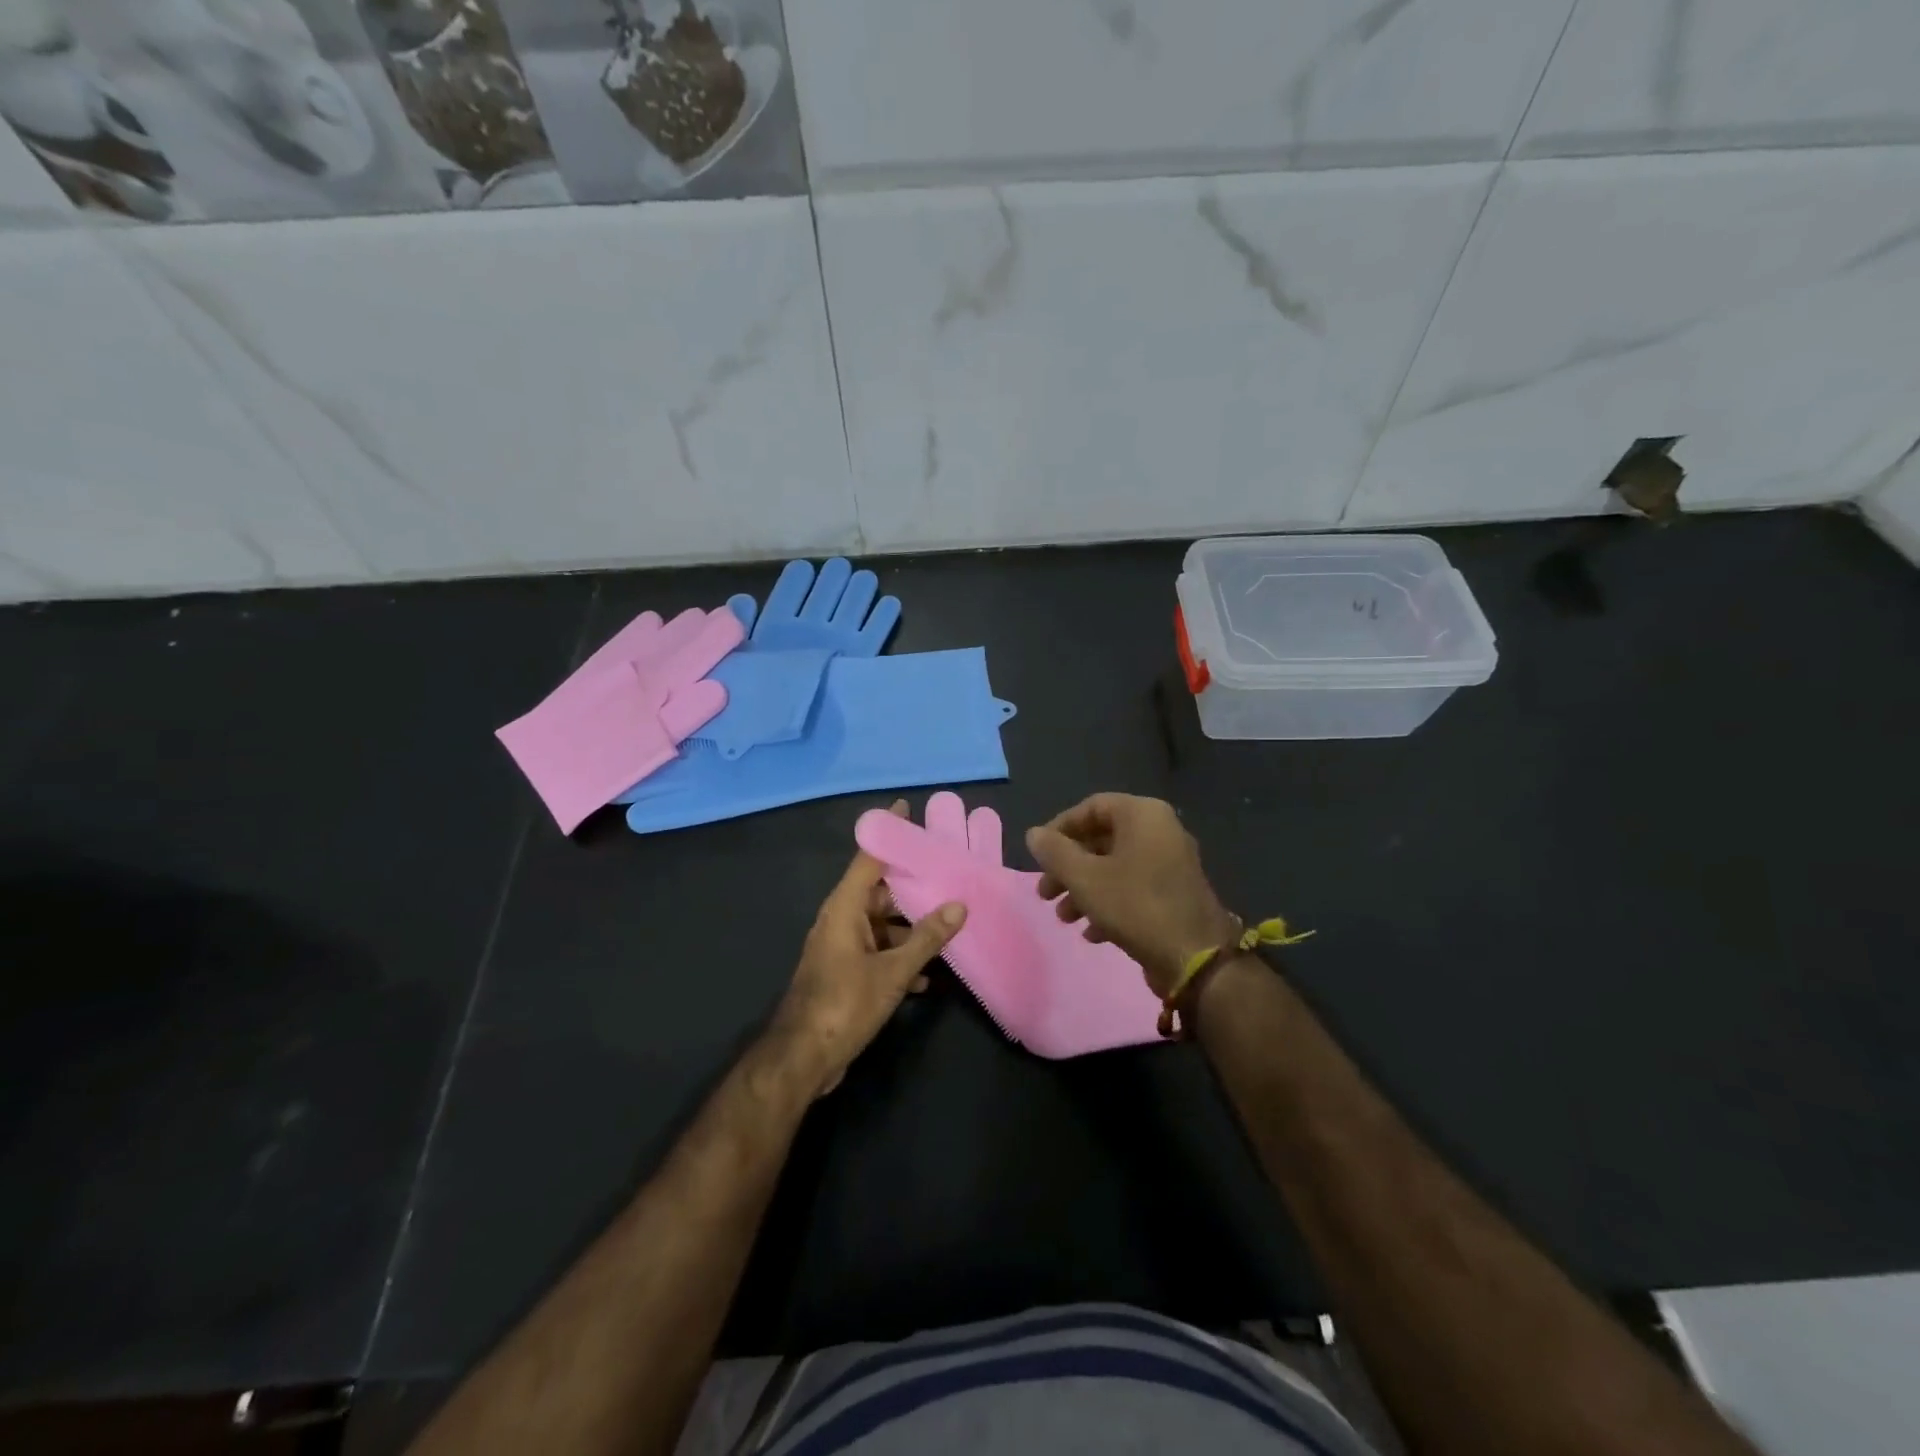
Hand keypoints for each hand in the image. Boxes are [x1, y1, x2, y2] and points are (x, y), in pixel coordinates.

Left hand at [767, 803, 965, 1097]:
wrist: (803, 1058)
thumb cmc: (844, 1004)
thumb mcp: (892, 971)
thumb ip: (926, 938)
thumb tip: (959, 905)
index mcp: (845, 908)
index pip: (869, 858)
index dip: (888, 832)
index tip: (906, 809)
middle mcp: (840, 920)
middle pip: (879, 892)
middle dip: (912, 886)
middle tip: (947, 874)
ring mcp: (841, 947)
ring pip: (881, 925)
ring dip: (910, 929)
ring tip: (948, 925)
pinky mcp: (845, 973)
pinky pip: (877, 952)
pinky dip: (899, 958)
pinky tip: (928, 976)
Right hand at [1025, 793, 1237, 996]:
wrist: (1194, 957)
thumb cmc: (1135, 906)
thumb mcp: (1084, 878)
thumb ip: (1054, 852)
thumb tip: (1034, 834)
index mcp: (1142, 815)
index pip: (1091, 807)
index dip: (1059, 829)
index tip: (1038, 855)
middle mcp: (1160, 830)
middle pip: (1101, 839)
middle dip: (1068, 867)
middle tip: (1045, 892)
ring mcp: (1171, 862)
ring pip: (1115, 867)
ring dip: (1084, 889)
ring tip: (1064, 917)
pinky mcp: (1175, 893)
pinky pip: (1133, 887)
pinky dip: (1109, 903)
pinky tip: (1092, 933)